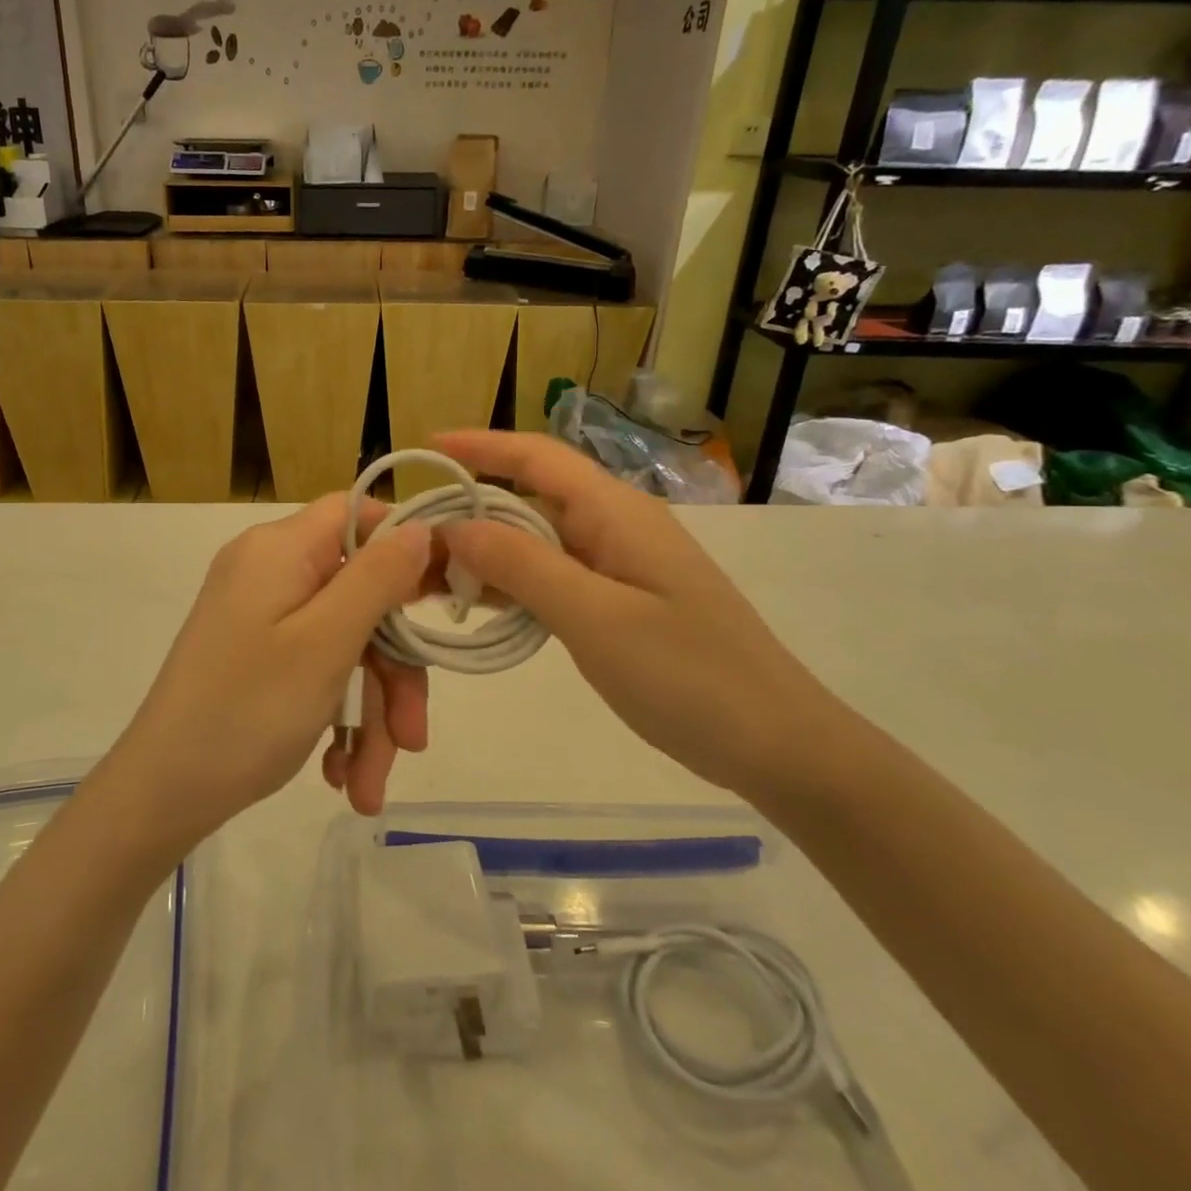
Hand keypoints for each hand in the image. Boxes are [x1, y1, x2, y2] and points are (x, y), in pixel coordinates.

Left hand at [100, 495, 432, 850]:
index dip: (406, 543)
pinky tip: (341, 775)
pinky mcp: (258, 655)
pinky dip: (336, 719)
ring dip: (369, 714)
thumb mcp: (326, 643)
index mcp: (280, 549)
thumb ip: (379, 578)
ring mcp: (262, 616)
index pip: (356, 512)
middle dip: (392, 673)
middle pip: (360, 596)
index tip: (445, 594)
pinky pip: (316, 669)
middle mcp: (270, 572)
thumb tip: (420, 527)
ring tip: (368, 786)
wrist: (160, 795)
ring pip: (345, 646)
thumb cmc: (247, 711)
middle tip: (412, 739)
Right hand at [434, 430, 845, 796]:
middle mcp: (616, 527)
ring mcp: (620, 566)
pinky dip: (514, 584)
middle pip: (531, 498)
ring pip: (539, 541)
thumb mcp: (597, 618)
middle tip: (412, 539)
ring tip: (432, 574)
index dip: (481, 445)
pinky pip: (554, 576)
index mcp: (616, 513)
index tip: (427, 447)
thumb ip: (524, 566)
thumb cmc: (690, 676)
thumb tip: (457, 526)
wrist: (778, 745)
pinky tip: (482, 605)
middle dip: (471, 510)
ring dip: (488, 552)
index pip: (538, 457)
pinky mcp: (621, 602)